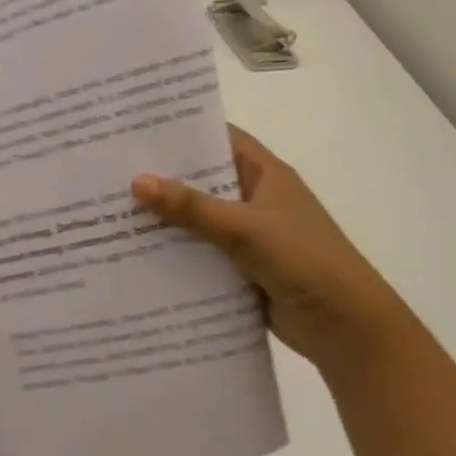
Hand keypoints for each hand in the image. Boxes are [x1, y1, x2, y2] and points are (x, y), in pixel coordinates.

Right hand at [132, 127, 416, 376]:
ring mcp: (247, 234)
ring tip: (108, 208)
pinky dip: (172, 250)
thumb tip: (136, 181)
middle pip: (200, 178)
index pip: (218, 138)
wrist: (347, 329)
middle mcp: (254, 198)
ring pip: (196, 217)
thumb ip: (191, 207)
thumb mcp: (245, 228)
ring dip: (163, 216)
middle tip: (108, 167)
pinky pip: (198, 251)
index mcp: (265, 174)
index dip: (181, 129)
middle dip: (160, 175)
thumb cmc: (305, 261)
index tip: (134, 126)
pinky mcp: (239, 267)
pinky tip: (133, 251)